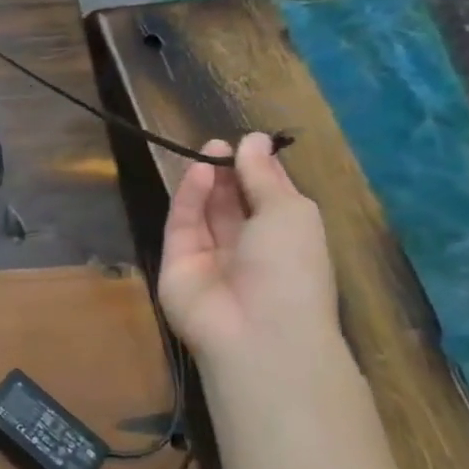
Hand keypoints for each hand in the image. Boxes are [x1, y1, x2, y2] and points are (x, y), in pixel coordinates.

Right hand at [157, 132, 338, 365]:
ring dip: (208, 182)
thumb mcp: (290, 213)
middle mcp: (247, 248)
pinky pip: (182, 225)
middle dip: (228, 172)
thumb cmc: (292, 268)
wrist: (257, 329)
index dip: (258, 170)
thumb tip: (253, 139)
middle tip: (218, 144)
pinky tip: (199, 174)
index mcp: (285, 240)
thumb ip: (264, 176)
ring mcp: (209, 257)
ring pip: (205, 212)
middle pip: (232, 203)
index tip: (248, 142)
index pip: (267, 199)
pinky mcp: (176, 262)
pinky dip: (188, 199)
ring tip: (208, 150)